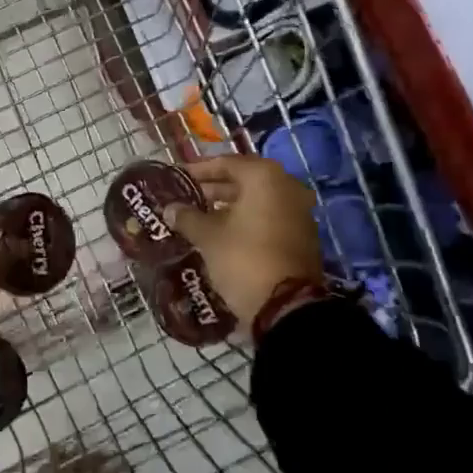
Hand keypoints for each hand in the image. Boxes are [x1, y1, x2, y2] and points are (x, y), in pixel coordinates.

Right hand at [165, 155, 322, 328]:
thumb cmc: (243, 259)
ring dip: (229, 205)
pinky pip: (269, 218)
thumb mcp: (208, 237)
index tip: (177, 177)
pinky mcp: (302, 236)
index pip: (226, 163)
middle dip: (214, 188)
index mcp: (265, 177)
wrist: (286, 308)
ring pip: (257, 200)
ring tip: (199, 216)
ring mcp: (299, 212)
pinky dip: (246, 220)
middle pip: (244, 180)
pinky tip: (222, 233)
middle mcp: (287, 186)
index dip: (198, 170)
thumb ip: (188, 217)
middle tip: (186, 196)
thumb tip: (171, 208)